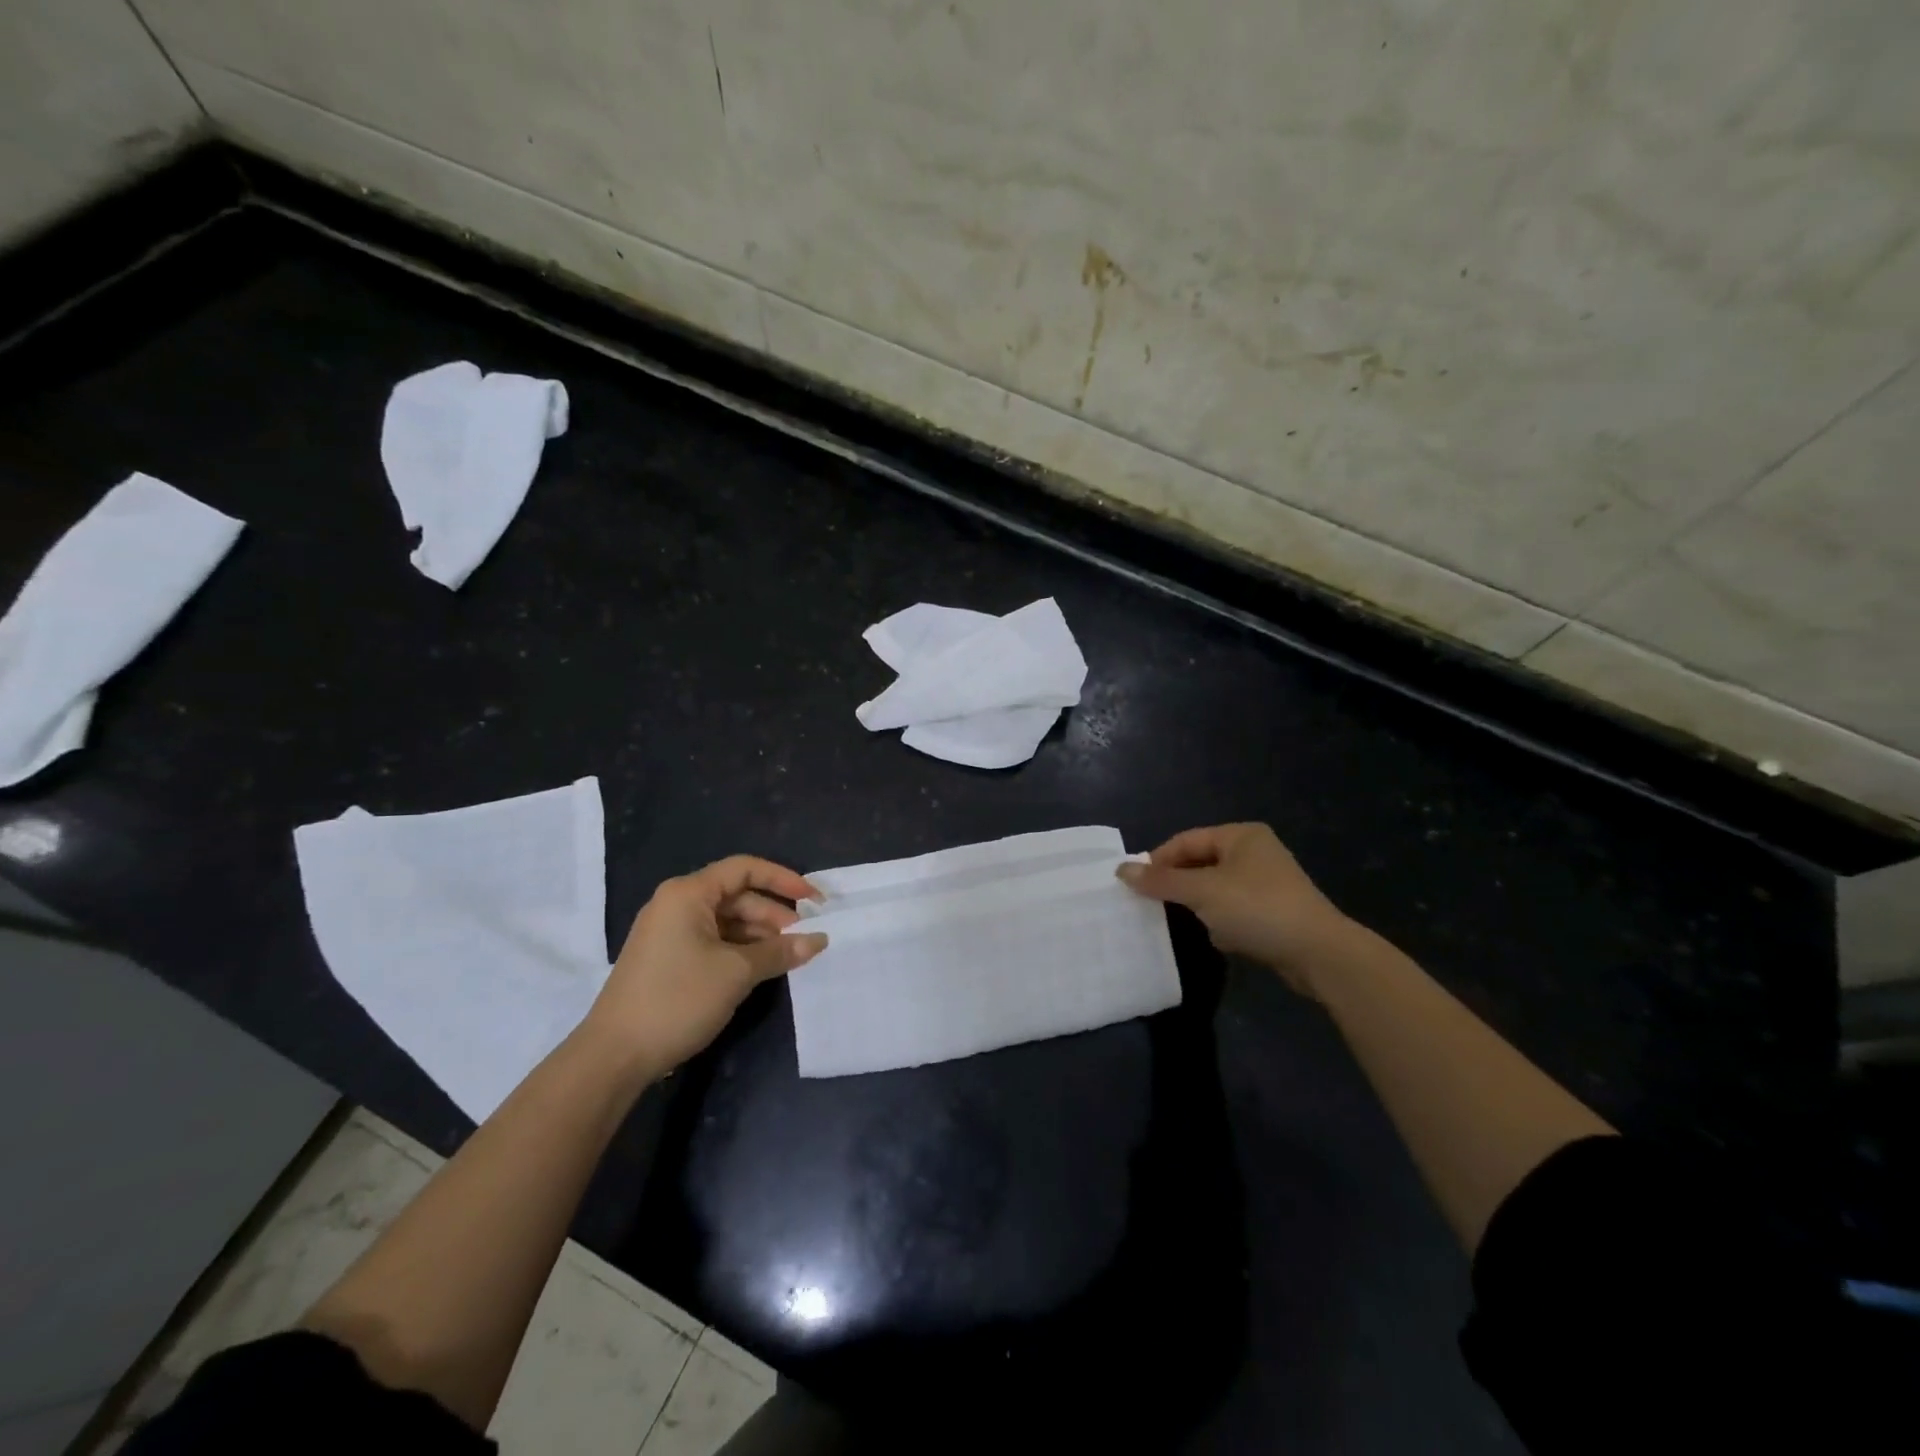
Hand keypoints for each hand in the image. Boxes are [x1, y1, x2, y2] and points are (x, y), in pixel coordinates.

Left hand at [581, 856, 827, 1081]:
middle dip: (773, 914)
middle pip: (736, 895)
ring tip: (788, 956)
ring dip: (759, 935)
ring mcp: (669, 932)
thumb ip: (780, 951)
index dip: (783, 879)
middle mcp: (676, 904)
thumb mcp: (737, 973)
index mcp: (688, 893)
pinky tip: (761, 968)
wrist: (614, 1055)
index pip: (744, 869)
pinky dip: (740, 949)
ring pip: (726, 920)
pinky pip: (713, 940)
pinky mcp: (667, 958)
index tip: (814, 900)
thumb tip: (819, 940)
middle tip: (804, 937)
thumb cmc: (678, 999)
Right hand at [1117, 824, 1351, 995]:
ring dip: (1199, 905)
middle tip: (1151, 904)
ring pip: (1215, 889)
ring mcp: (1267, 883)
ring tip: (1182, 921)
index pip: (1185, 841)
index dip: (1158, 861)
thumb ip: (1161, 881)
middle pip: (1200, 863)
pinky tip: (1219, 938)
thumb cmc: (1257, 909)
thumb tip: (1120, 869)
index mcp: (1240, 835)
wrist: (1320, 954)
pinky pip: (1234, 910)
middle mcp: (1254, 852)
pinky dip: (1221, 921)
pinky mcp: (1274, 912)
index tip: (1134, 885)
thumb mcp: (1203, 891)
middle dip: (1177, 885)